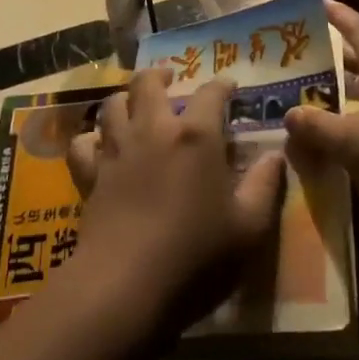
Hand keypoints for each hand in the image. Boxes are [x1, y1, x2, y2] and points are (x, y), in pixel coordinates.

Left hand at [66, 69, 285, 332]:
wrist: (127, 284)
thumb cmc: (197, 254)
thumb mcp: (249, 226)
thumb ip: (265, 185)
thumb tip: (275, 156)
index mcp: (196, 135)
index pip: (211, 93)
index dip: (222, 85)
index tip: (229, 86)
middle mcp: (154, 130)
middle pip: (148, 83)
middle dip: (160, 75)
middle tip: (169, 79)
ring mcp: (117, 150)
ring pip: (112, 104)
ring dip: (125, 99)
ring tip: (134, 104)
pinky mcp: (91, 175)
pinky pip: (84, 144)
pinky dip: (91, 140)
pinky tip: (100, 147)